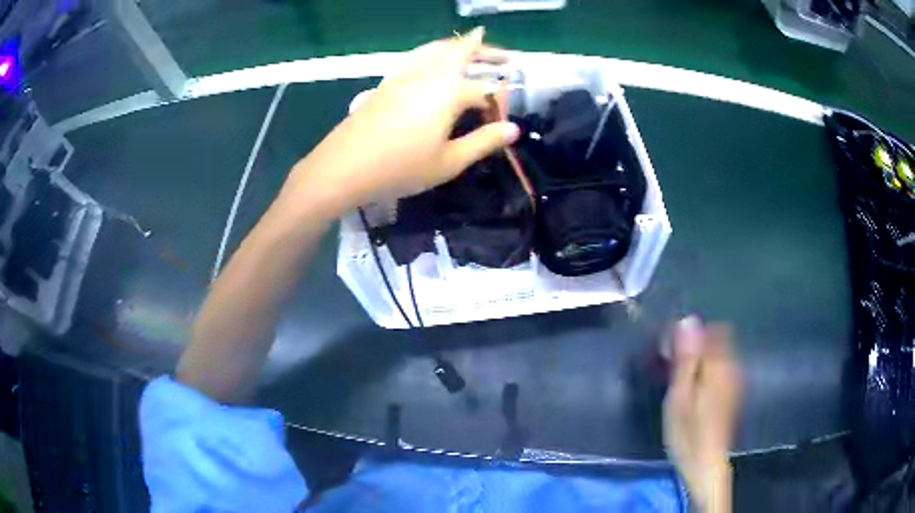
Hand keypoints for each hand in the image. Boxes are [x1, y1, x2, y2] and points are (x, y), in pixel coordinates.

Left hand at [279, 27, 519, 216]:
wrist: (344, 167)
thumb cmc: (400, 168)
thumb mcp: (449, 162)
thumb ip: (483, 142)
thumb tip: (513, 129)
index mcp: (449, 91)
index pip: (484, 90)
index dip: (497, 104)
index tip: (503, 122)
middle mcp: (429, 74)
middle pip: (461, 51)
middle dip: (485, 49)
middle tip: (504, 55)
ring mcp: (404, 75)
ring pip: (436, 49)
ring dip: (458, 45)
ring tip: (472, 48)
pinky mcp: (387, 82)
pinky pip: (417, 57)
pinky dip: (434, 52)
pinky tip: (434, 62)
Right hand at [663, 317, 741, 511]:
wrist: (705, 465)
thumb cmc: (688, 433)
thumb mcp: (680, 395)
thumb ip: (686, 357)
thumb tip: (688, 319)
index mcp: (719, 364)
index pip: (709, 330)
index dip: (688, 334)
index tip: (668, 350)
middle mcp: (731, 366)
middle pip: (715, 339)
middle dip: (693, 346)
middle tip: (670, 367)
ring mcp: (734, 380)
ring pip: (717, 354)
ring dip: (698, 358)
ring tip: (677, 381)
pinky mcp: (731, 393)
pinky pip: (719, 368)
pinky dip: (705, 371)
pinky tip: (691, 392)